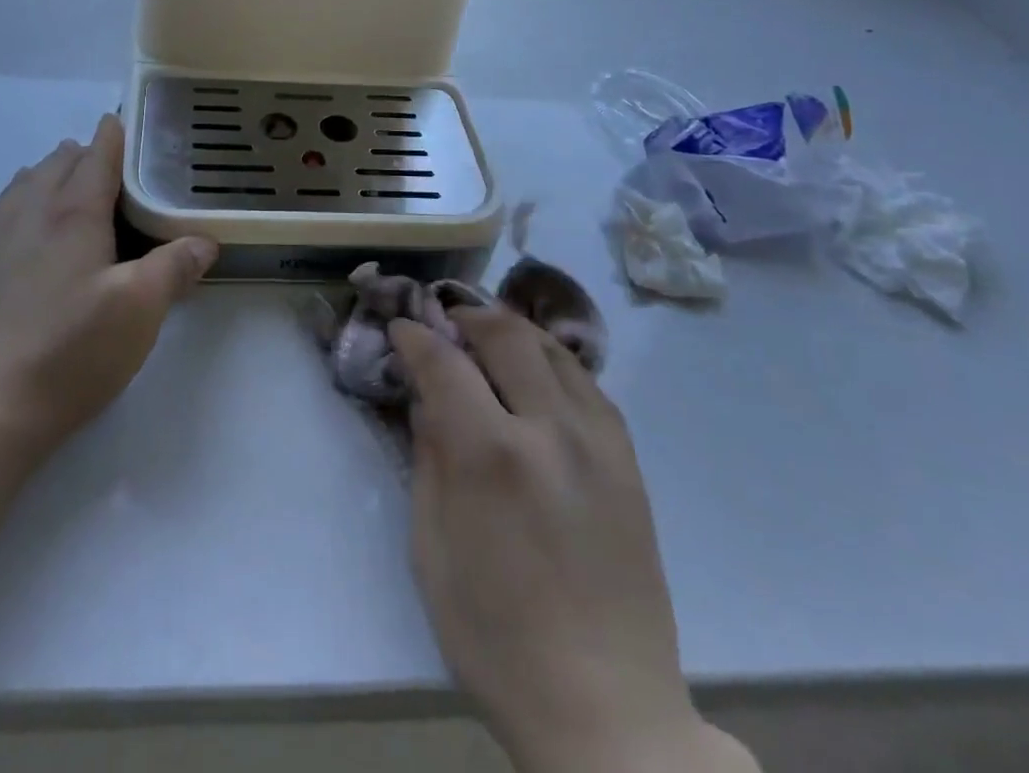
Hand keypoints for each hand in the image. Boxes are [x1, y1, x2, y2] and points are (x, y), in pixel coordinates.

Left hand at [0, 113, 216, 457]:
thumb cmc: (71, 351)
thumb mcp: (140, 311)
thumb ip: (174, 267)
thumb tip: (205, 240)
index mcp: (72, 215)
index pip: (96, 159)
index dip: (110, 137)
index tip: (117, 120)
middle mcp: (26, 216)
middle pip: (53, 167)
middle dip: (78, 154)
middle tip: (99, 157)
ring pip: (17, 190)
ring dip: (42, 176)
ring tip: (56, 178)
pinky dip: (13, 208)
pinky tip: (16, 234)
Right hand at [391, 310, 754, 772]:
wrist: (608, 711)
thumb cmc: (497, 638)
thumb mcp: (432, 550)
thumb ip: (428, 459)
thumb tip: (426, 400)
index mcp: (491, 455)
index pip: (444, 361)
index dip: (416, 336)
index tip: (401, 329)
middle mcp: (549, 430)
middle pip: (506, 335)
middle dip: (468, 317)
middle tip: (446, 323)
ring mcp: (598, 442)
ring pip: (554, 348)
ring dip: (513, 331)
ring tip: (488, 337)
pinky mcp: (628, 462)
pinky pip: (587, 384)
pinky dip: (553, 362)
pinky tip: (537, 377)